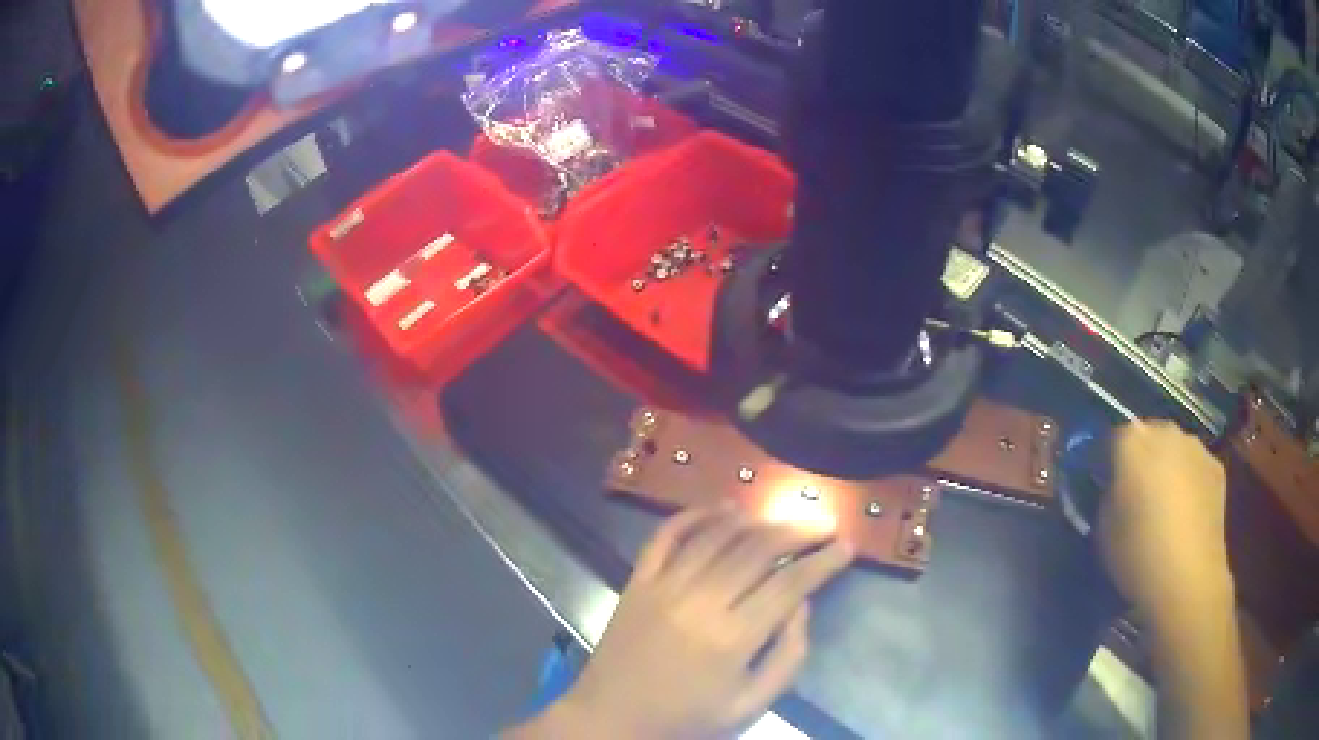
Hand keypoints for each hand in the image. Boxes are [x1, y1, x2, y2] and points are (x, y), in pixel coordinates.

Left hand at [521, 505, 853, 738]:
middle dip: (798, 531)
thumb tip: (802, 605)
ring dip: (753, 519)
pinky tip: (720, 507)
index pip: (790, 584)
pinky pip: (665, 536)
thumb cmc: (686, 721)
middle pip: (758, 549)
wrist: (611, 721)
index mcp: (732, 639)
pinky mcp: (636, 582)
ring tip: (780, 517)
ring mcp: (663, 587)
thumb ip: (786, 658)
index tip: (847, 545)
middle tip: (822, 524)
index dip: (824, 561)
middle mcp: (699, 602)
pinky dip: (694, 514)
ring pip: (716, 536)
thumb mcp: (749, 706)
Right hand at [1099, 420, 1234, 628]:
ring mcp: (1195, 446)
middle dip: (1140, 459)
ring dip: (1166, 468)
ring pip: (1173, 450)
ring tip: (1163, 506)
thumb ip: (1108, 495)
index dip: (1105, 461)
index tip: (1102, 485)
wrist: (1187, 577)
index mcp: (1132, 441)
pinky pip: (1194, 467)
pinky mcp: (1216, 466)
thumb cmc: (1137, 553)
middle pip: (1147, 437)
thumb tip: (1115, 488)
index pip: (1111, 438)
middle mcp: (1165, 431)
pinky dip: (1188, 481)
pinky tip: (1186, 514)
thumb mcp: (1103, 528)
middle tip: (1134, 494)